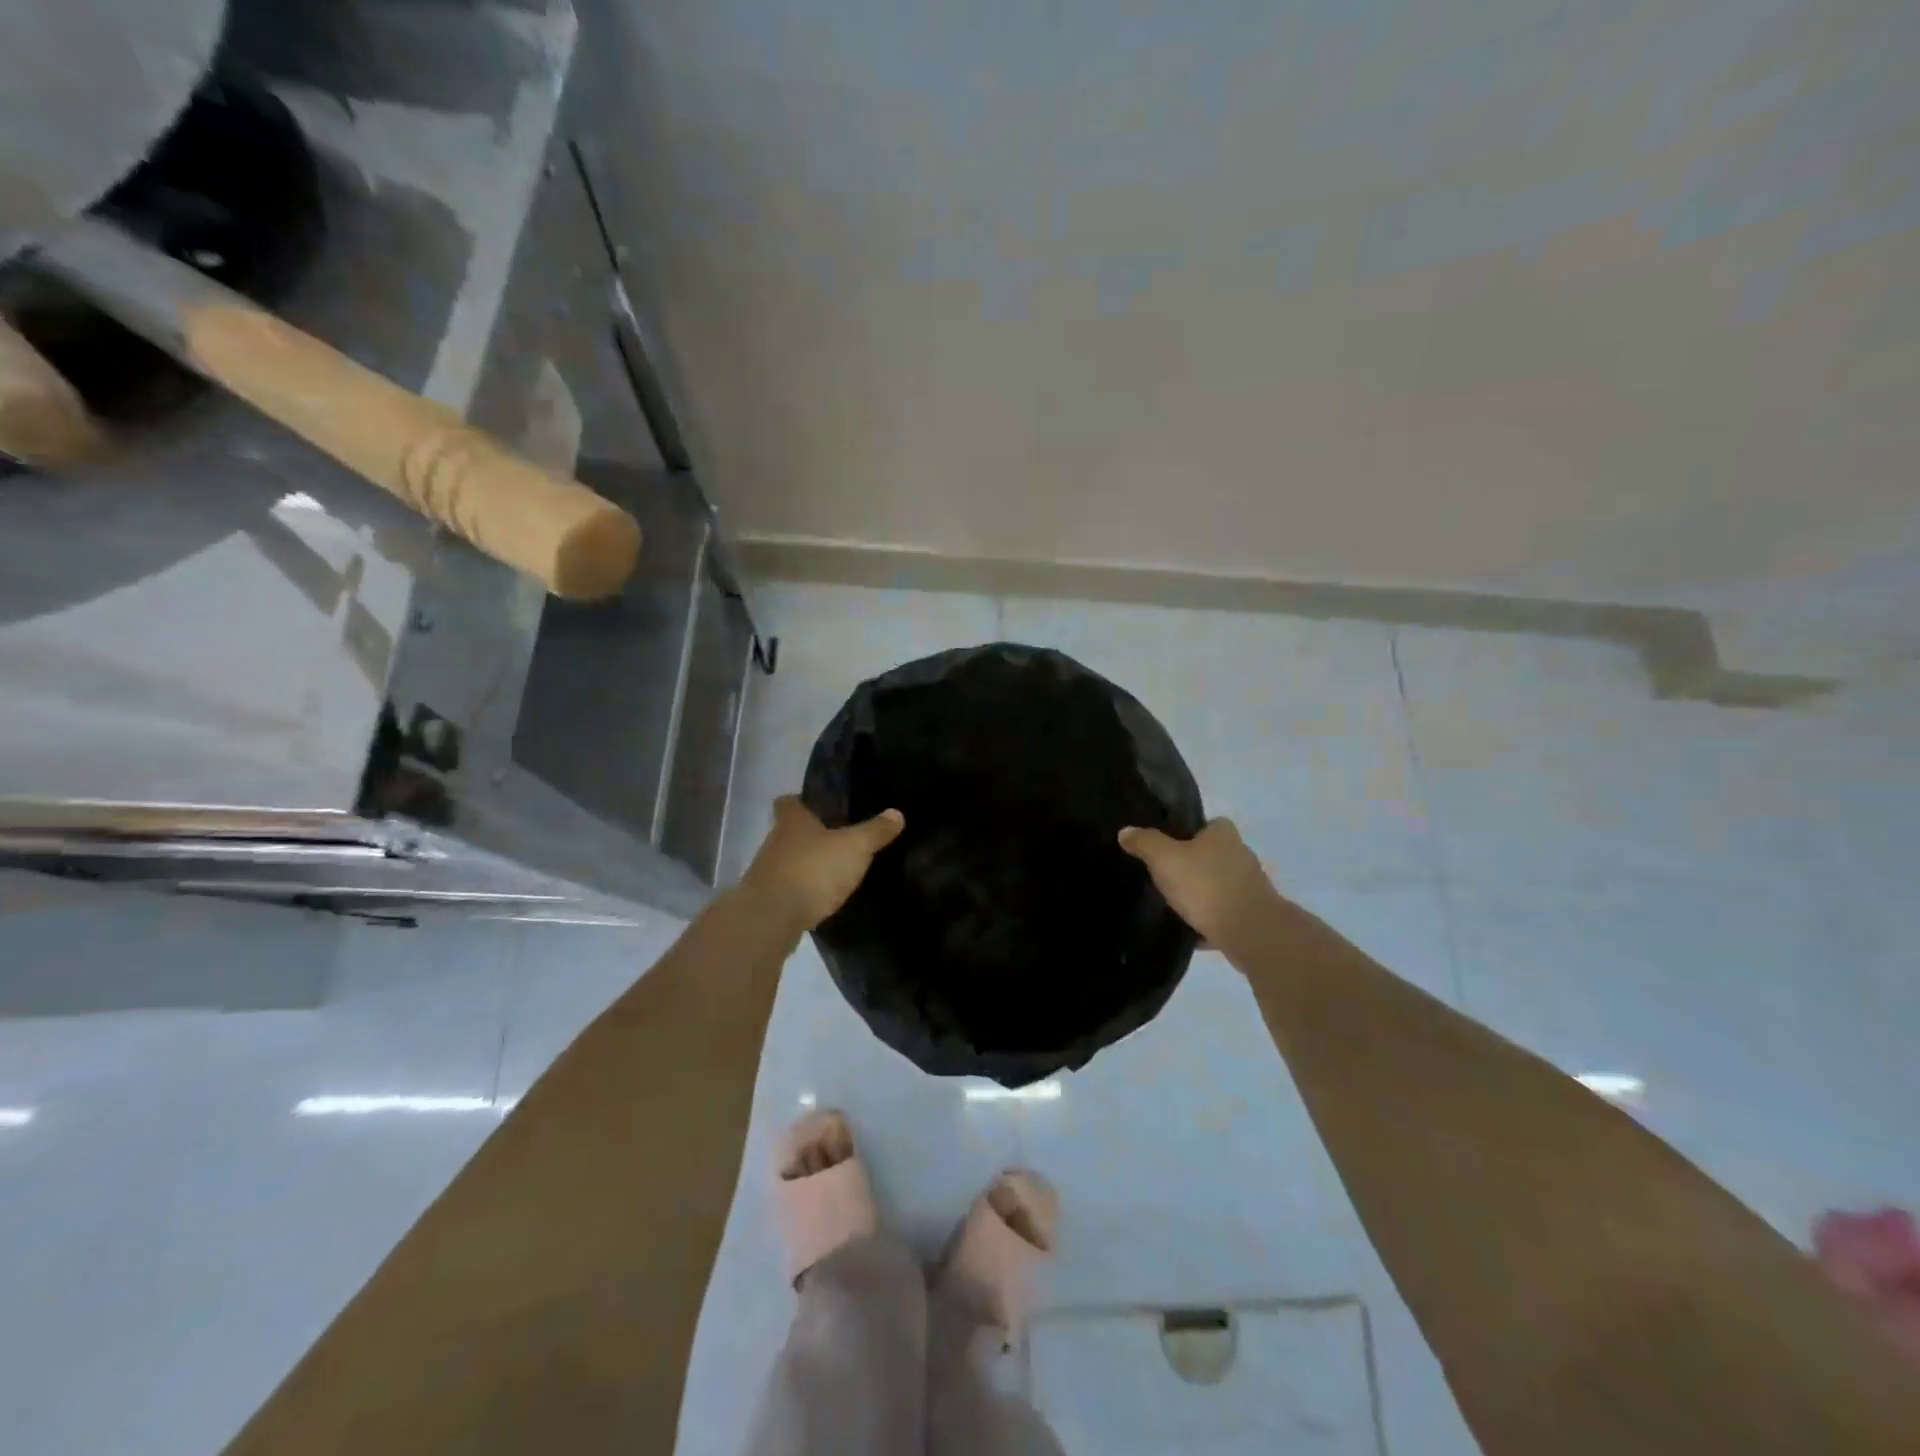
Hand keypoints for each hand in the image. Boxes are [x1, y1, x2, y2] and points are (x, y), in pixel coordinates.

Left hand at [742, 796, 904, 930]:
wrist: (772, 918)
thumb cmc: (813, 869)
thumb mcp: (854, 847)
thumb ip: (875, 831)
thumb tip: (897, 813)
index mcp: (792, 821)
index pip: (788, 801)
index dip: (802, 801)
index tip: (819, 806)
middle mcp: (774, 841)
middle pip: (789, 831)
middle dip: (810, 835)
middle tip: (838, 839)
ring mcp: (767, 872)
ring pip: (788, 860)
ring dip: (806, 864)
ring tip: (834, 870)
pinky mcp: (768, 900)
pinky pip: (789, 888)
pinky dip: (803, 891)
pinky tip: (822, 898)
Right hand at [1118, 818, 1279, 952]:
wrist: (1249, 931)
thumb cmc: (1205, 885)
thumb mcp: (1164, 858)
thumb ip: (1145, 843)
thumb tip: (1125, 832)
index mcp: (1223, 833)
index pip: (1206, 824)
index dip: (1188, 833)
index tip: (1168, 847)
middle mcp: (1242, 854)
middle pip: (1213, 854)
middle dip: (1193, 864)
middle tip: (1167, 875)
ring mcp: (1251, 885)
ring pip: (1220, 884)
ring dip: (1203, 893)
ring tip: (1176, 904)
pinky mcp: (1253, 914)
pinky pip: (1225, 912)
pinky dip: (1211, 919)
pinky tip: (1191, 930)